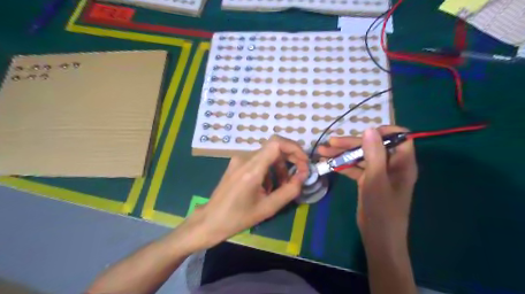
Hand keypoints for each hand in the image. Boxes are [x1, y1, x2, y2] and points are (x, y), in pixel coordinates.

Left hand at [184, 136, 308, 249]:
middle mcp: (244, 158)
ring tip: (282, 187)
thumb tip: (303, 176)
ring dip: (280, 167)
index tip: (304, 163)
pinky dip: (269, 170)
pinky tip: (267, 187)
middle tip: (299, 175)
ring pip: (267, 155)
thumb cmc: (238, 218)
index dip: (294, 148)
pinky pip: (259, 160)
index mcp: (251, 169)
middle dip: (290, 159)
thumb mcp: (268, 208)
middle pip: (274, 147)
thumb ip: (289, 191)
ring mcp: (239, 159)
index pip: (276, 143)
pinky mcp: (237, 163)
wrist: (211, 220)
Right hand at [316, 125, 419, 246]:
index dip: (383, 131)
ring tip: (323, 151)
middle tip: (330, 143)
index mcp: (402, 163)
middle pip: (372, 146)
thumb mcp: (376, 180)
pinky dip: (342, 165)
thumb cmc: (382, 209)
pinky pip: (355, 168)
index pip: (399, 137)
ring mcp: (378, 173)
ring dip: (342, 154)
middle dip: (351, 143)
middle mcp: (391, 165)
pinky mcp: (368, 181)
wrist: (378, 237)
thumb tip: (369, 129)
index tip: (363, 132)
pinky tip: (328, 163)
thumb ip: (374, 154)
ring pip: (361, 157)